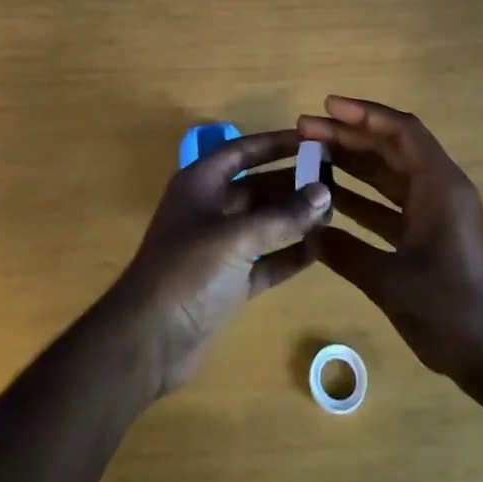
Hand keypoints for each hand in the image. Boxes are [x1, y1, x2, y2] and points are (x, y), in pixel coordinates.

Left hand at [103, 129, 332, 398]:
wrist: (147, 341)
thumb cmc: (187, 271)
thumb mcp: (236, 237)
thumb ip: (282, 216)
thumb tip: (324, 192)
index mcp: (201, 184)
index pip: (243, 151)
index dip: (275, 143)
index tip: (311, 140)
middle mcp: (210, 208)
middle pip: (257, 187)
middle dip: (292, 184)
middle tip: (334, 180)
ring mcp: (219, 247)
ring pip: (264, 224)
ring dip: (295, 219)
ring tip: (335, 213)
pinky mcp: (228, 282)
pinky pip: (265, 260)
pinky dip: (289, 255)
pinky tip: (320, 250)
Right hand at [300, 96, 482, 384]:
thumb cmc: (451, 311)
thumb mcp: (391, 282)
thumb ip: (346, 252)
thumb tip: (307, 232)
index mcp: (439, 185)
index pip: (401, 130)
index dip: (363, 113)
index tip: (325, 106)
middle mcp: (439, 189)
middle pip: (390, 147)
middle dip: (348, 136)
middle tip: (305, 131)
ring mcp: (436, 213)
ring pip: (388, 174)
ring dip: (352, 164)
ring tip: (310, 157)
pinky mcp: (430, 236)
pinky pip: (391, 204)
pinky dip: (362, 199)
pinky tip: (330, 200)